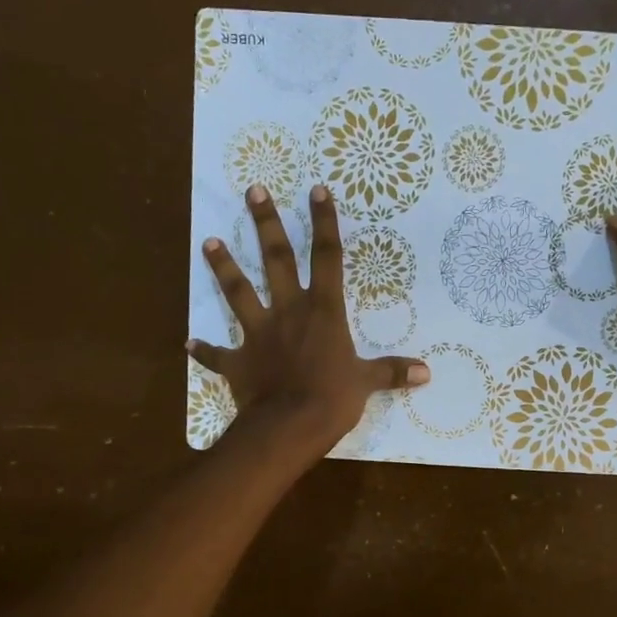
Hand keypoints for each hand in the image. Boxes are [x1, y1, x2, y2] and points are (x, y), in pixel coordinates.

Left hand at [189, 184, 427, 457]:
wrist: (289, 427)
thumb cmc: (332, 399)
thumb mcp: (367, 383)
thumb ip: (392, 372)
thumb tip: (427, 373)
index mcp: (323, 311)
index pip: (327, 257)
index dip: (324, 222)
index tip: (316, 189)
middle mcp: (288, 311)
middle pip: (276, 259)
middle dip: (266, 224)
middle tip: (254, 191)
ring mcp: (258, 333)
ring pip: (237, 292)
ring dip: (223, 267)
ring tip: (208, 242)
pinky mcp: (238, 361)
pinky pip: (217, 355)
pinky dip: (204, 350)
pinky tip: (189, 343)